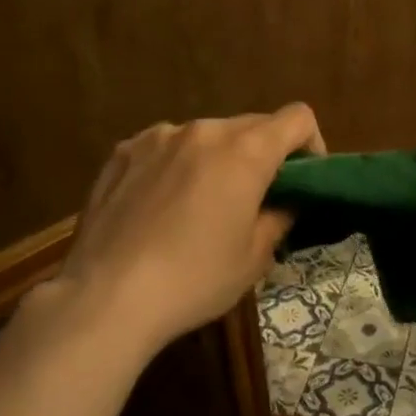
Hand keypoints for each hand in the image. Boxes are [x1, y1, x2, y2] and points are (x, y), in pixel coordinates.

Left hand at [23, 104, 324, 360]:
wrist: (105, 298)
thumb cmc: (193, 279)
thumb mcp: (254, 258)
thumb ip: (279, 217)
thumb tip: (284, 202)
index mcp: (245, 151)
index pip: (298, 118)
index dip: (310, 144)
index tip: (302, 180)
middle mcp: (204, 130)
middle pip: (252, 125)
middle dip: (263, 155)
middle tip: (254, 200)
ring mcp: (158, 136)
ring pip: (206, 136)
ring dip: (217, 159)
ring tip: (199, 205)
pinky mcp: (123, 151)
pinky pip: (166, 147)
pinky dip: (176, 164)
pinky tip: (159, 206)